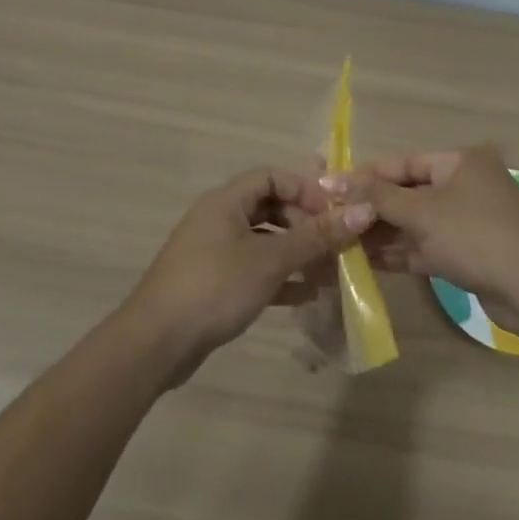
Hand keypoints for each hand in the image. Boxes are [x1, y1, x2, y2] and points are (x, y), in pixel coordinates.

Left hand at [122, 167, 372, 382]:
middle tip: (333, 244)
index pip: (271, 176)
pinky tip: (306, 295)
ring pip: (263, 241)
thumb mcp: (270, 260)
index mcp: (226, 202)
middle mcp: (219, 219)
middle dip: (303, 223)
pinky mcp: (213, 283)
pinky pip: (253, 270)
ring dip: (295, 252)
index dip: (304, 189)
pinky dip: (279, 277)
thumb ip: (316, 236)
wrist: (156, 343)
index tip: (332, 213)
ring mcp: (214, 252)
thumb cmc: (215, 287)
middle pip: (269, 207)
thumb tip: (362, 210)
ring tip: (328, 271)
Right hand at [334, 146, 518, 330]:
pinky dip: (405, 251)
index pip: (402, 163)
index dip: (366, 176)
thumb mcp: (421, 213)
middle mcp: (467, 183)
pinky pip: (431, 245)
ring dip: (386, 233)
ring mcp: (472, 219)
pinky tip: (371, 262)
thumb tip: (332, 181)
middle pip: (410, 192)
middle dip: (374, 209)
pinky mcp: (474, 251)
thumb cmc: (475, 236)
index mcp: (460, 161)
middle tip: (337, 222)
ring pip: (419, 222)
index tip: (331, 191)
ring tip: (346, 244)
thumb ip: (376, 197)